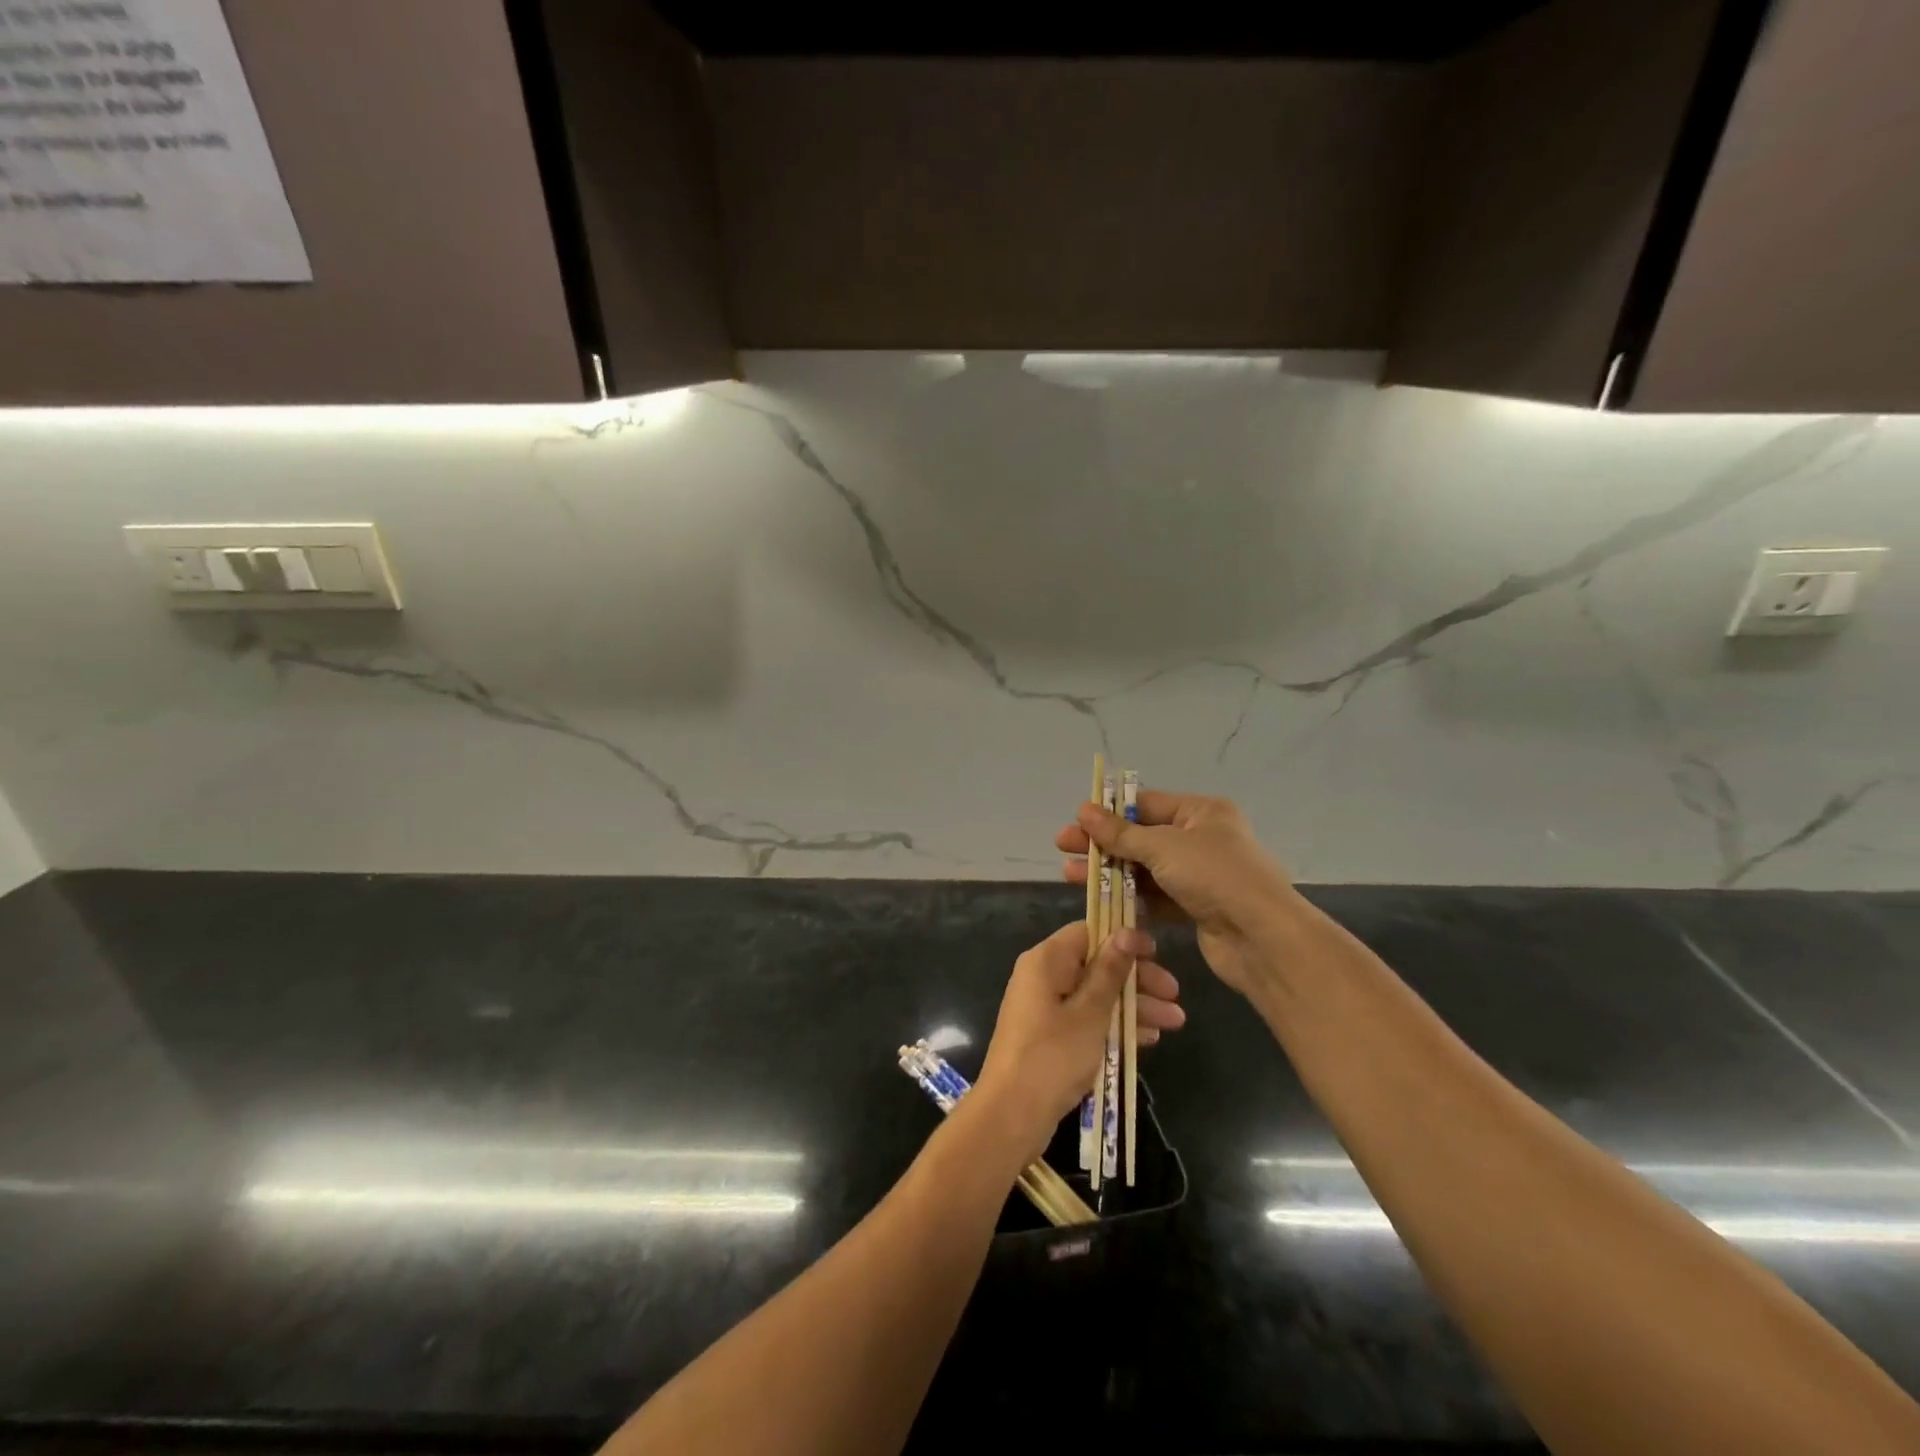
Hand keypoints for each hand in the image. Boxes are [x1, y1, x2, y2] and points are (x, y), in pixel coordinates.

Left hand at [973, 922, 1184, 1161]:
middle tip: (1175, 995)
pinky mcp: (1050, 1035)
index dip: (1124, 939)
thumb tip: (1126, 931)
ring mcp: (1046, 1008)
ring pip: (1096, 995)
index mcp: (1046, 961)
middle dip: (1137, 979)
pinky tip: (1148, 1039)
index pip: (1088, 932)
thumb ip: (1110, 971)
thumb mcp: (1089, 1012)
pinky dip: (1115, 1025)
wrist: (1012, 1114)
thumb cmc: (1053, 1055)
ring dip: (1134, 1006)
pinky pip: (1088, 1019)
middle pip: (1096, 965)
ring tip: (1176, 1022)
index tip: (1157, 953)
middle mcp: (1043, 977)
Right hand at [1056, 790, 1297, 998]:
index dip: (1110, 812)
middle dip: (1103, 844)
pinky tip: (1099, 900)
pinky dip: (1128, 898)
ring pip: (1144, 869)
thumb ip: (1121, 833)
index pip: (1147, 804)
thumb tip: (1084, 810)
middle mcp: (1202, 839)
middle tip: (1064, 848)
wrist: (1263, 939)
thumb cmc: (1215, 877)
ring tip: (1071, 876)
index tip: (1076, 821)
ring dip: (1110, 872)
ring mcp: (1199, 876)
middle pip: (1142, 837)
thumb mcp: (1163, 847)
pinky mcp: (1195, 908)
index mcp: (1202, 813)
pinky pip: (1155, 897)